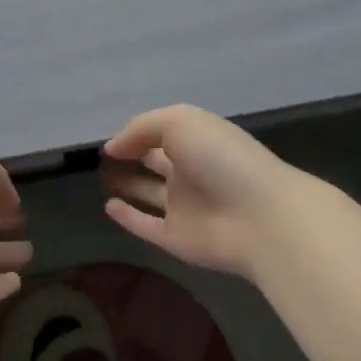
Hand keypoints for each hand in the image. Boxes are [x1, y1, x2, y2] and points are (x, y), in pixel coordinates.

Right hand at [101, 105, 298, 279]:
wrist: (260, 217)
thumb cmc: (221, 158)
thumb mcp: (180, 122)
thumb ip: (142, 128)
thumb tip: (112, 146)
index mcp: (196, 140)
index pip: (160, 133)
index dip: (136, 134)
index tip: (108, 140)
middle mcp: (189, 170)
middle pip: (154, 161)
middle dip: (131, 156)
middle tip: (99, 158)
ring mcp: (184, 206)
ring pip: (148, 193)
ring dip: (127, 184)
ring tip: (100, 177)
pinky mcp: (177, 238)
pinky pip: (146, 225)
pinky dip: (128, 217)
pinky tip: (108, 207)